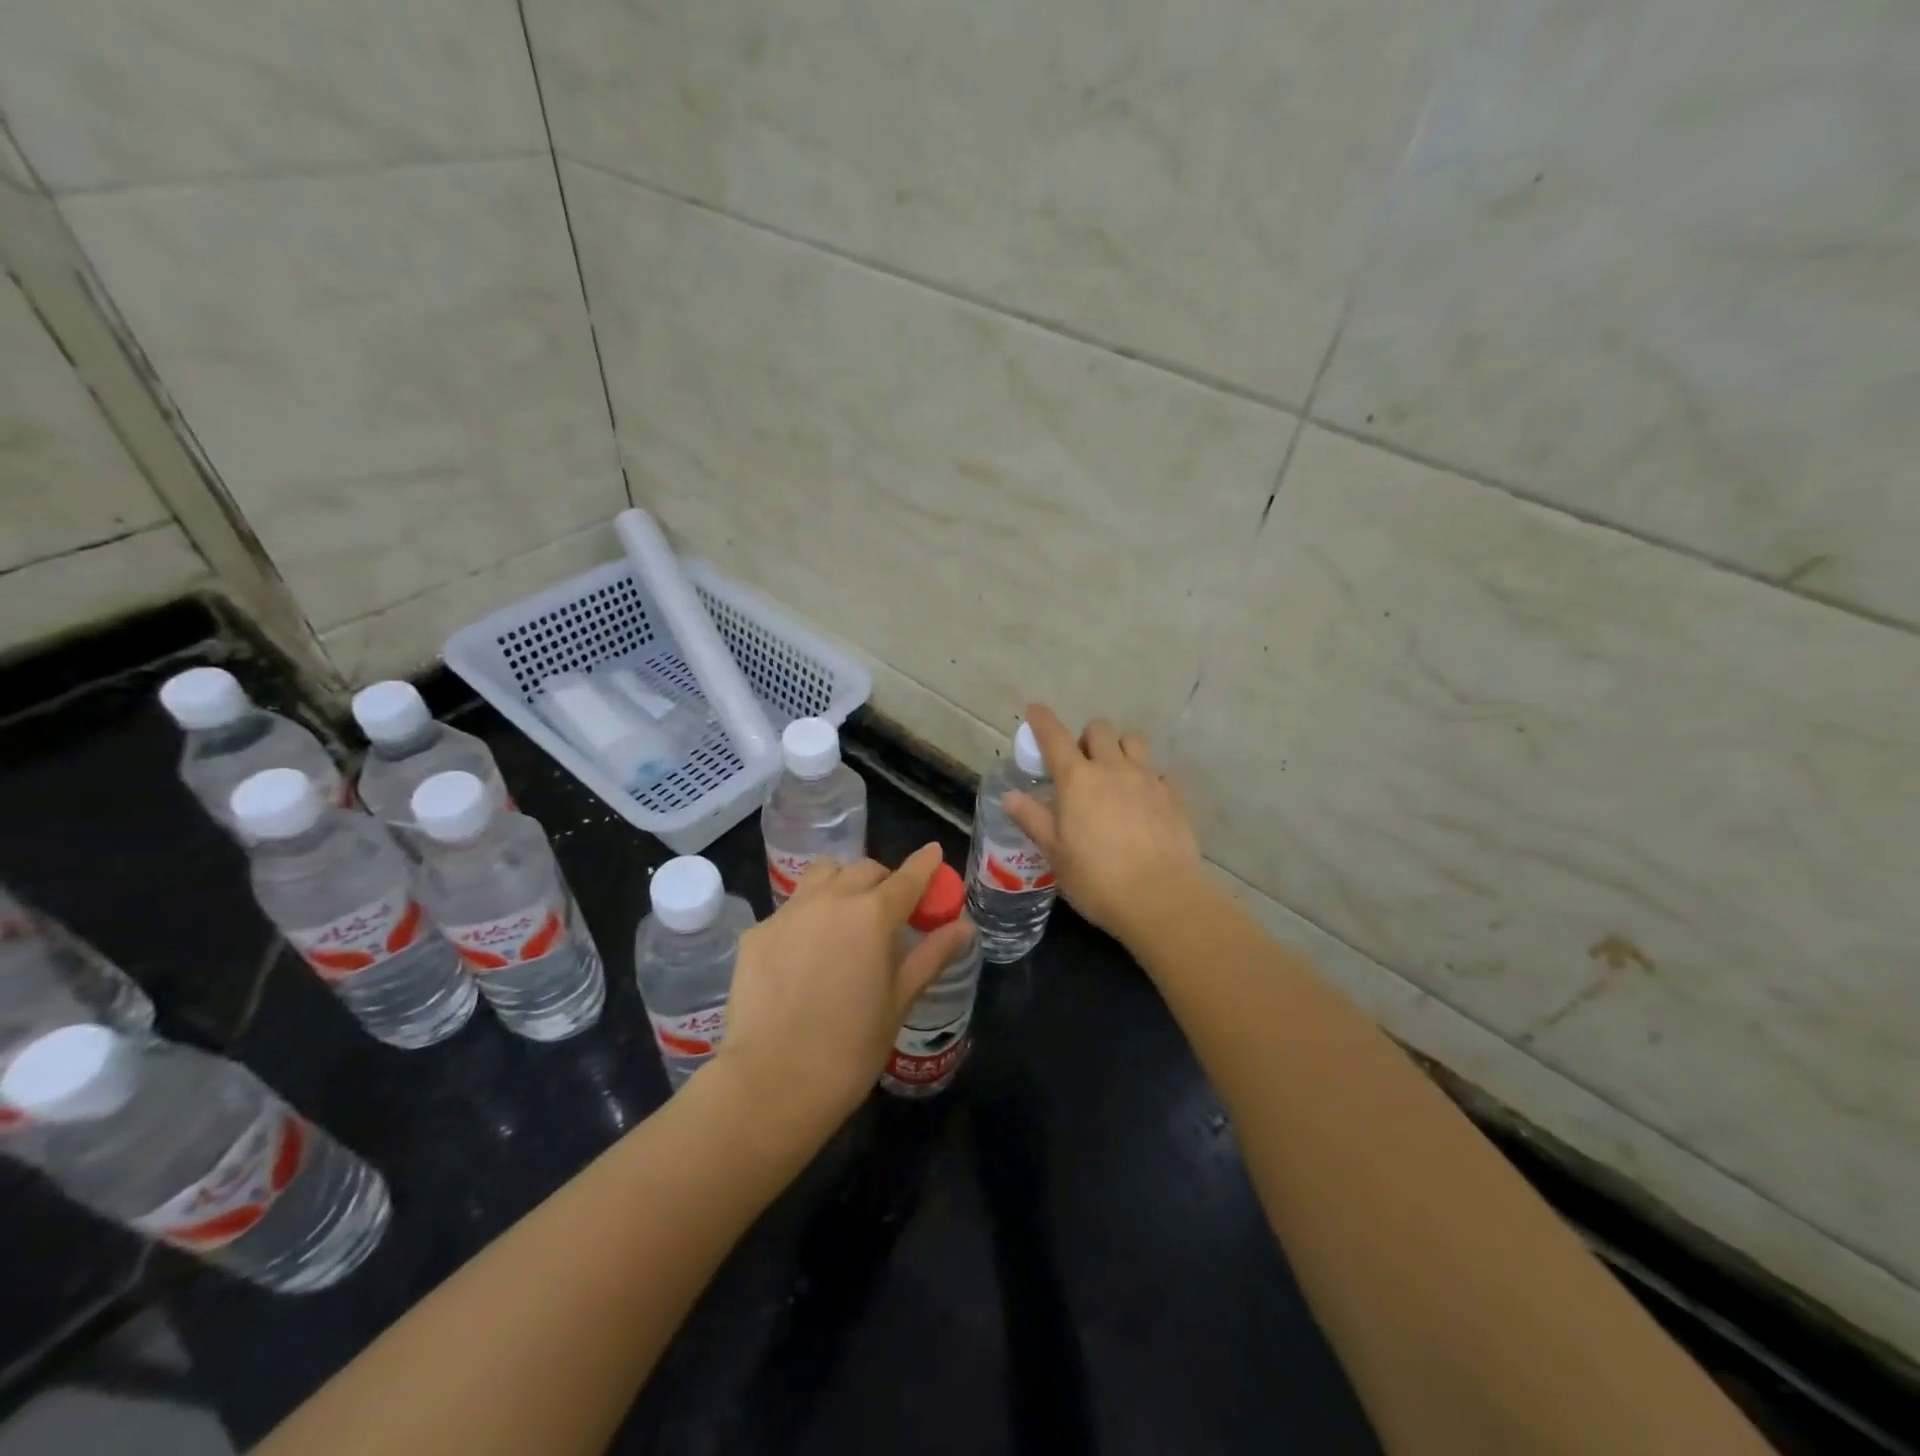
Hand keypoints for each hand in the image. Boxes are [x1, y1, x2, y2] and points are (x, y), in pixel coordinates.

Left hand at [713, 843, 970, 1133]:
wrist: (772, 1083)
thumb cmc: (850, 1048)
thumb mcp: (899, 1001)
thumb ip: (931, 955)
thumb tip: (964, 927)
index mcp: (873, 915)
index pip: (907, 877)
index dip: (925, 864)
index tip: (934, 853)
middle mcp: (830, 900)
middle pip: (864, 869)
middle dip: (883, 880)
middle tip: (889, 910)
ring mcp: (789, 913)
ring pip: (823, 875)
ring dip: (842, 883)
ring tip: (845, 917)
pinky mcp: (757, 932)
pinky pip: (791, 908)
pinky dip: (808, 916)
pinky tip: (806, 953)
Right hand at [1002, 703, 1203, 946]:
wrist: (1161, 898)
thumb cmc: (1097, 879)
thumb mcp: (1055, 853)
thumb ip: (1033, 819)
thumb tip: (1009, 796)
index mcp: (1077, 780)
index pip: (1055, 736)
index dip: (1042, 720)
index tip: (1035, 711)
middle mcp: (1112, 769)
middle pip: (1099, 729)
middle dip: (1086, 738)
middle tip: (1080, 764)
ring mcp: (1147, 779)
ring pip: (1133, 741)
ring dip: (1119, 748)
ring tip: (1114, 774)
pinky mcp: (1174, 795)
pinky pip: (1158, 772)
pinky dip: (1147, 777)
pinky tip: (1144, 801)